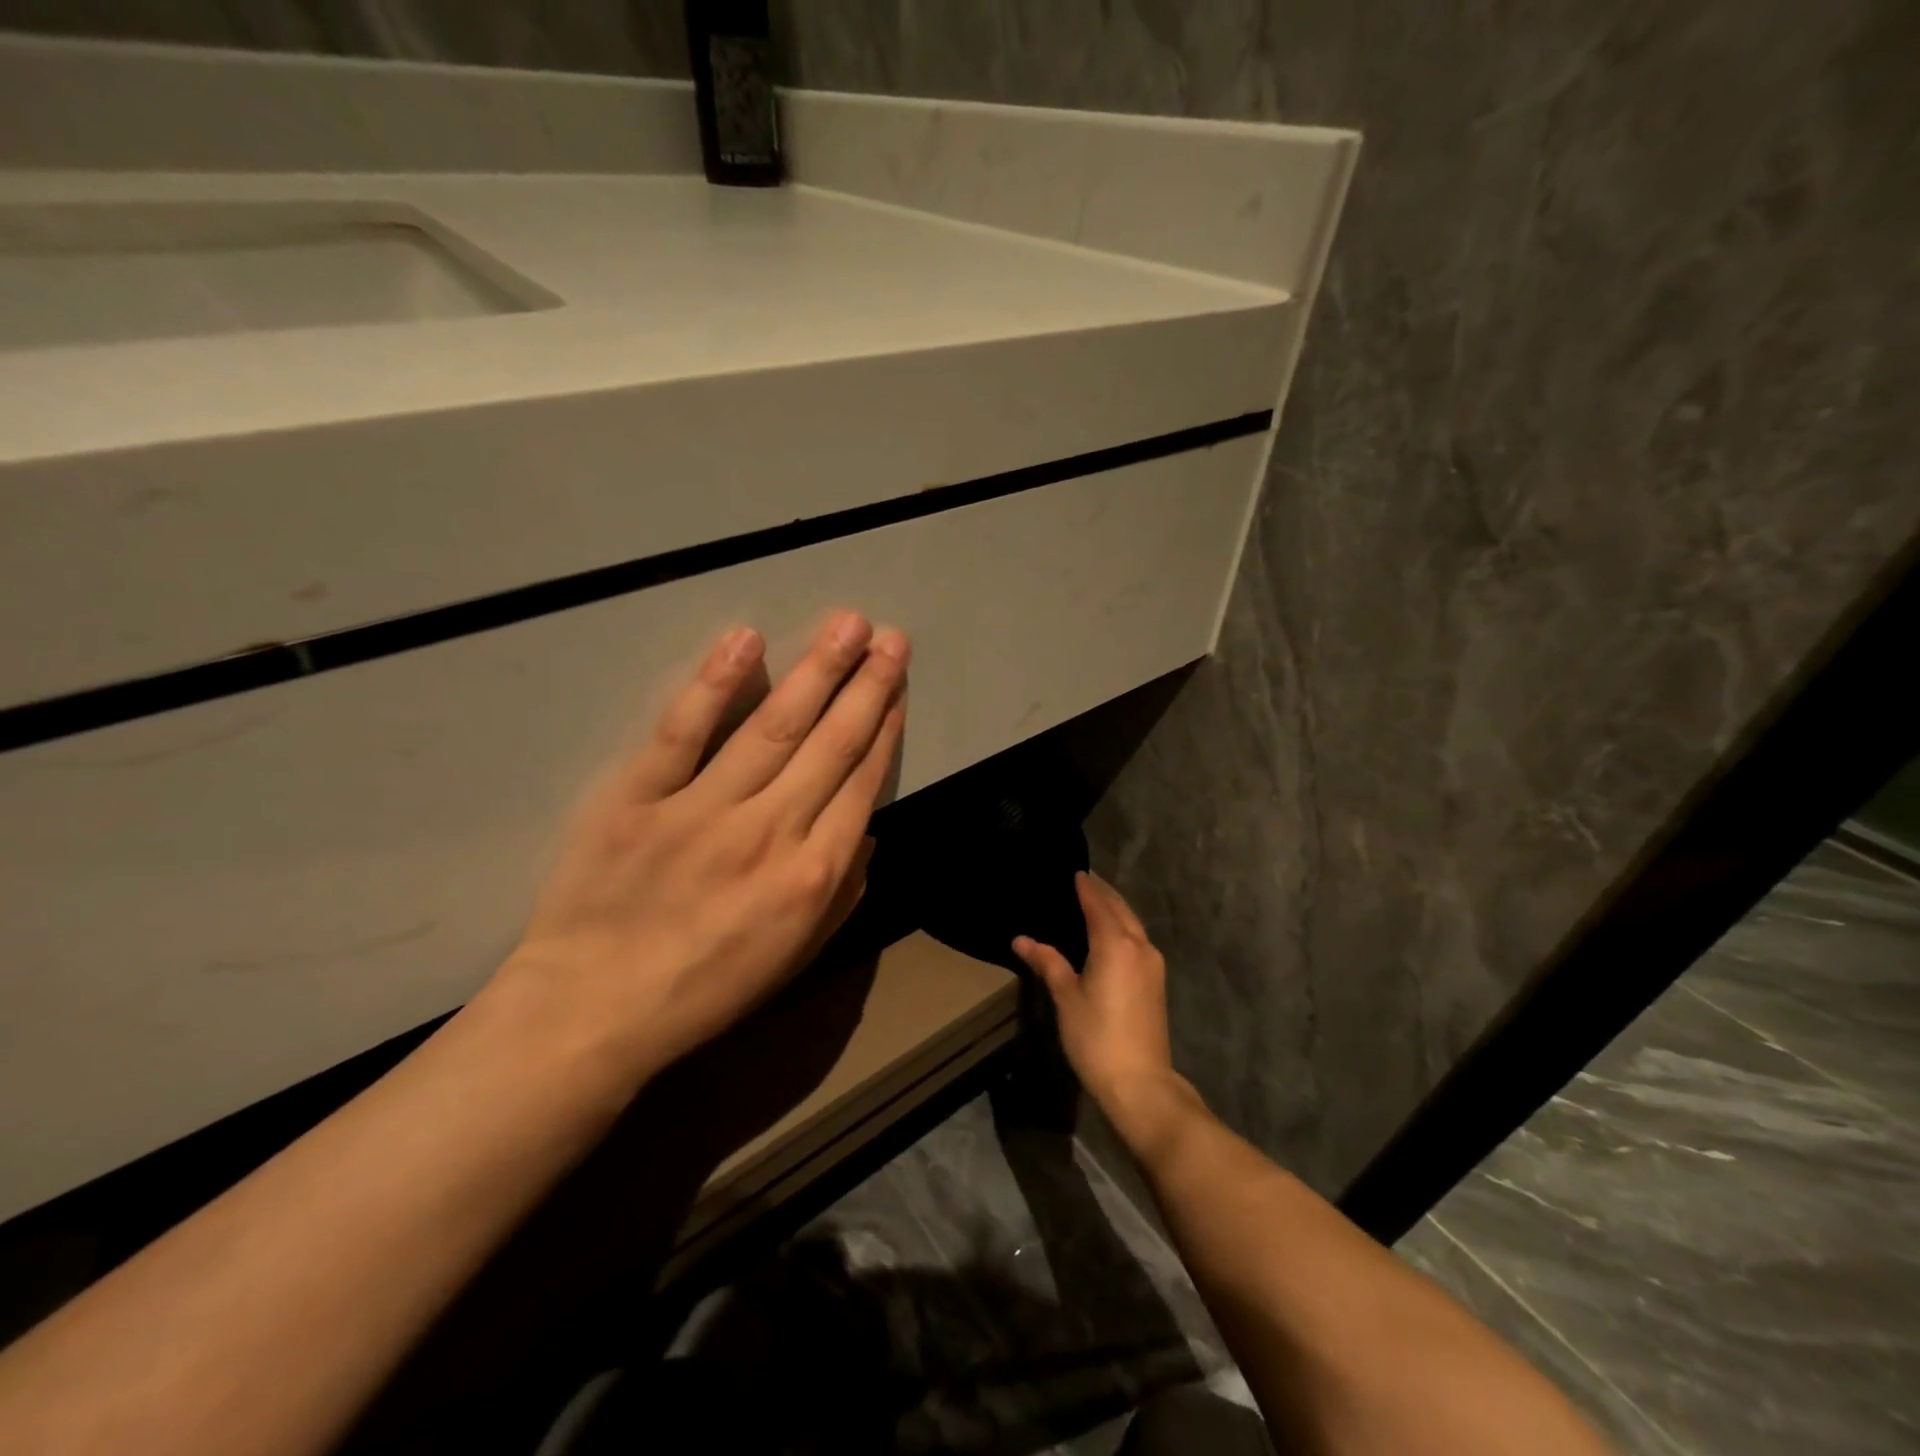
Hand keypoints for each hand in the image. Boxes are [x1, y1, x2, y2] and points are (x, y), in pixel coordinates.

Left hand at [488, 611, 907, 1083]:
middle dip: (867, 686)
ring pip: (773, 727)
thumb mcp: (796, 958)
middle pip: (831, 744)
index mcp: (813, 874)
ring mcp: (704, 810)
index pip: (861, 783)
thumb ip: (844, 893)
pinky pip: (682, 732)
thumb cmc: (706, 988)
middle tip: (891, 637)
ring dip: (816, 671)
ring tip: (848, 625)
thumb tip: (867, 831)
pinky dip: (715, 685)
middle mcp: (771, 831)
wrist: (593, 1011)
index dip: (884, 728)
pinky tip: (747, 642)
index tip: (895, 687)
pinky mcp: (640, 797)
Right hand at [1013, 873, 1182, 1131]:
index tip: (1075, 871)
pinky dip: (1124, 926)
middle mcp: (1139, 945)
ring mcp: (1152, 963)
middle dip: (1103, 892)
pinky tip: (1111, 933)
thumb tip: (1021, 939)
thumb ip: (1047, 962)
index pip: (1098, 904)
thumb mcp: (1066, 998)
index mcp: (1115, 943)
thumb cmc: (1096, 1037)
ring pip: (1133, 923)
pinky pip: (1138, 939)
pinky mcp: (1156, 980)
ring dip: (1116, 908)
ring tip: (1096, 900)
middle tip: (1084, 880)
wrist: (1140, 1082)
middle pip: (1120, 908)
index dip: (1086, 887)